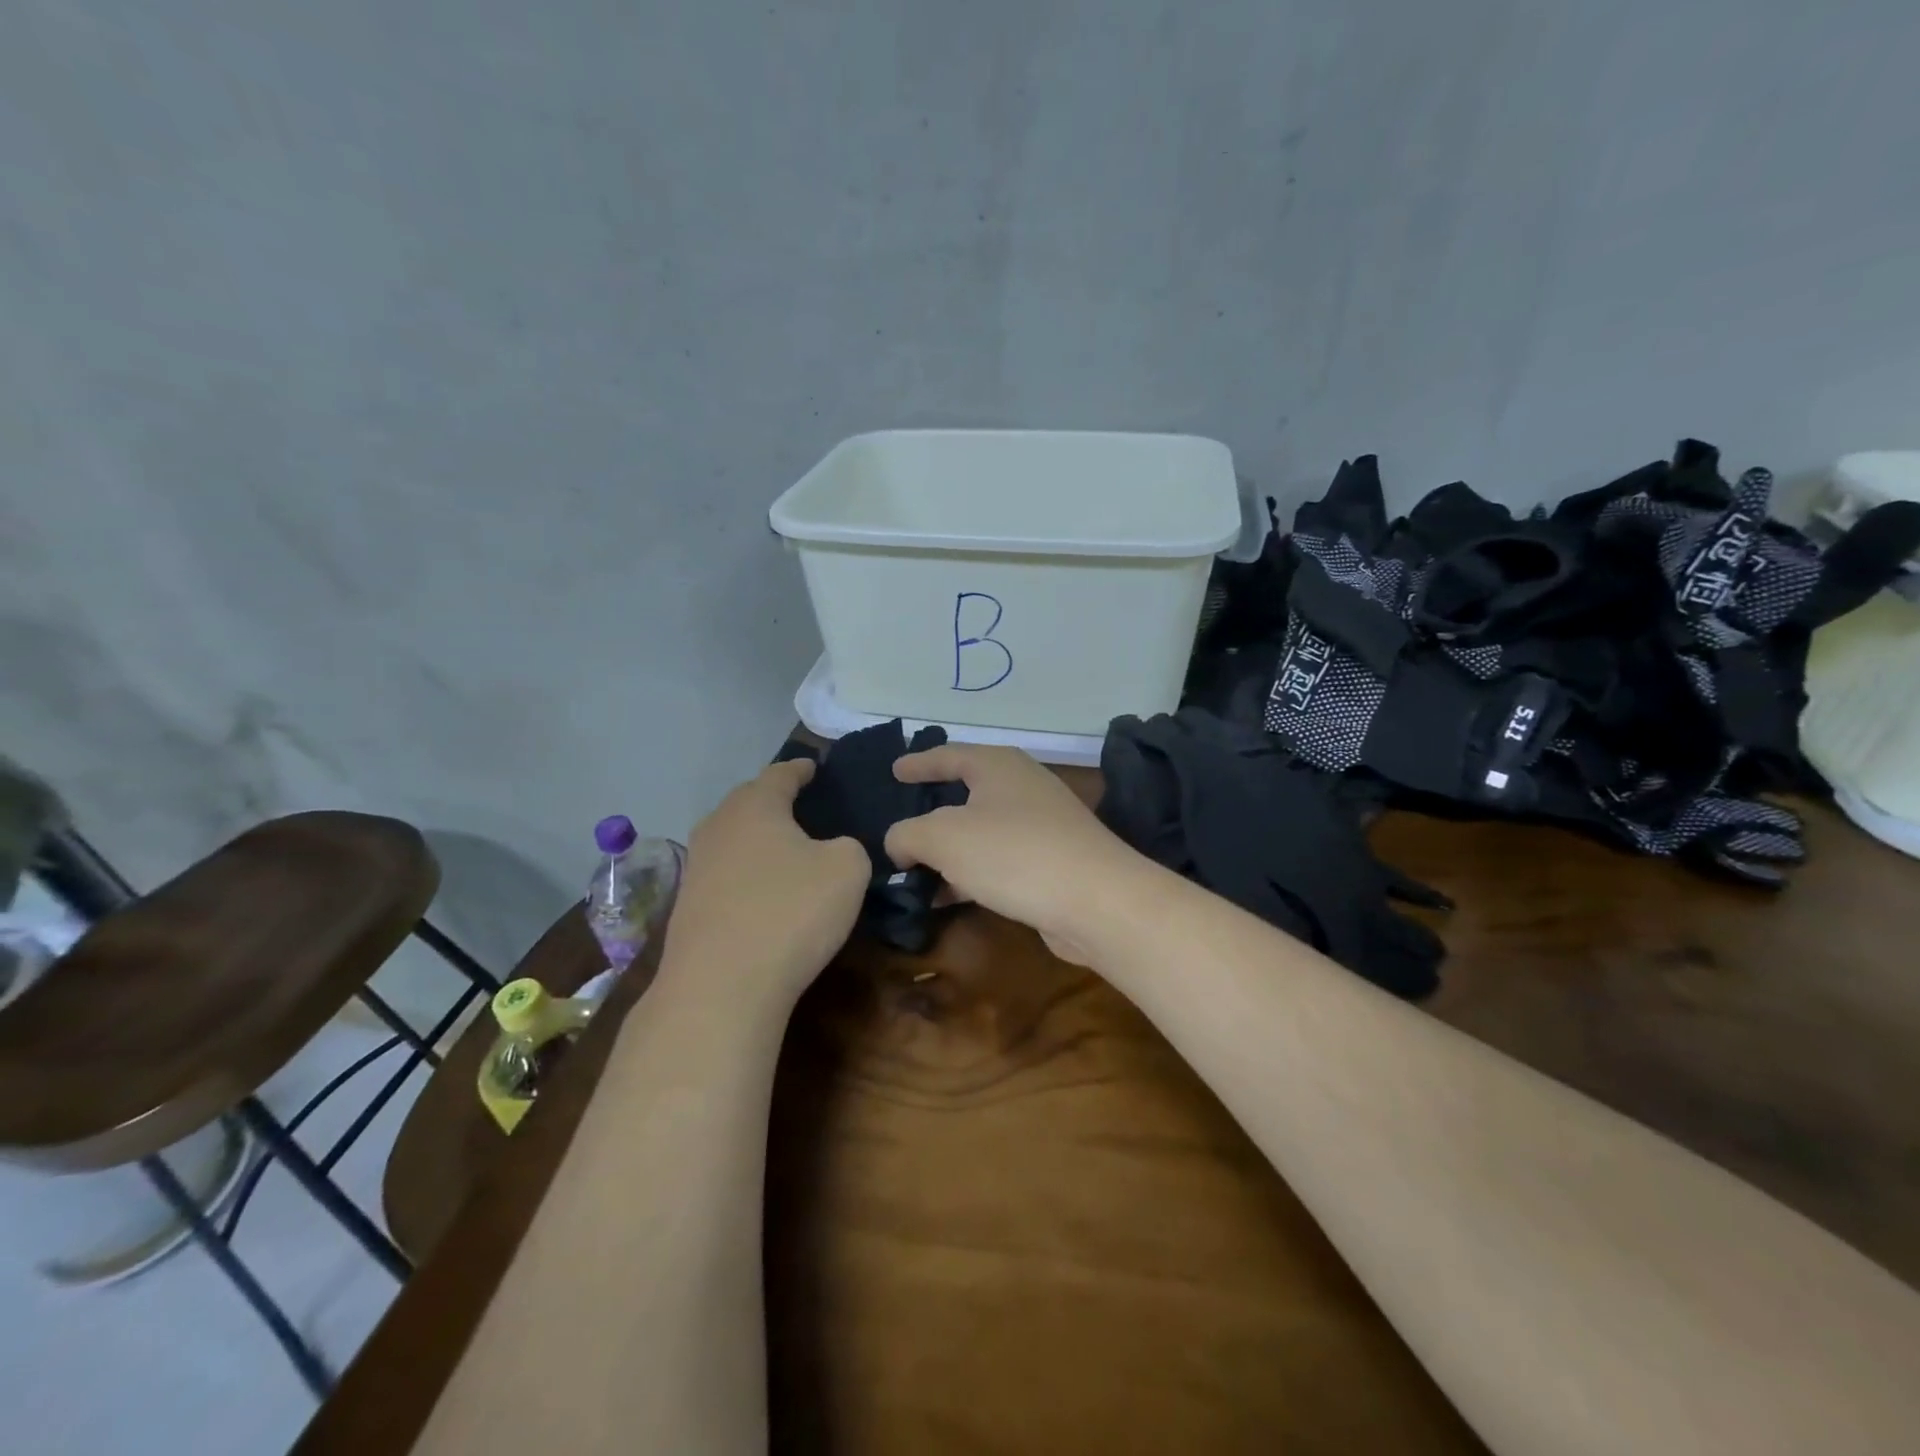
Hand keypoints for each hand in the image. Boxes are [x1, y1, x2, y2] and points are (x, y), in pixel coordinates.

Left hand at [661, 759, 868, 1005]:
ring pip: (734, 839)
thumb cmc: (790, 912)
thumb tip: (833, 850)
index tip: (816, 768)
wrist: (721, 987)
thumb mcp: (848, 869)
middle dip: (776, 802)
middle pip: (750, 802)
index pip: (781, 774)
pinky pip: (726, 875)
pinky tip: (765, 893)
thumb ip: (849, 847)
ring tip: (787, 851)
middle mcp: (718, 826)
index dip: (802, 769)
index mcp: (755, 805)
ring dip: (759, 841)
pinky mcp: (688, 907)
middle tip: (805, 808)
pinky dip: (748, 875)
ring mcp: (697, 868)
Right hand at [884, 744, 1144, 962]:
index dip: (918, 762)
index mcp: (997, 765)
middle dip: (931, 810)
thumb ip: (907, 835)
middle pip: (966, 793)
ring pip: (981, 831)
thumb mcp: (942, 837)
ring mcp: (1041, 825)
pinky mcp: (1051, 862)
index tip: (894, 770)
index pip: (947, 755)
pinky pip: (998, 861)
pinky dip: (969, 874)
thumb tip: (900, 846)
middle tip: (900, 822)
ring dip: (947, 852)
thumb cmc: (1013, 853)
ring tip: (912, 871)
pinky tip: (945, 898)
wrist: (1096, 900)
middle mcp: (1021, 786)